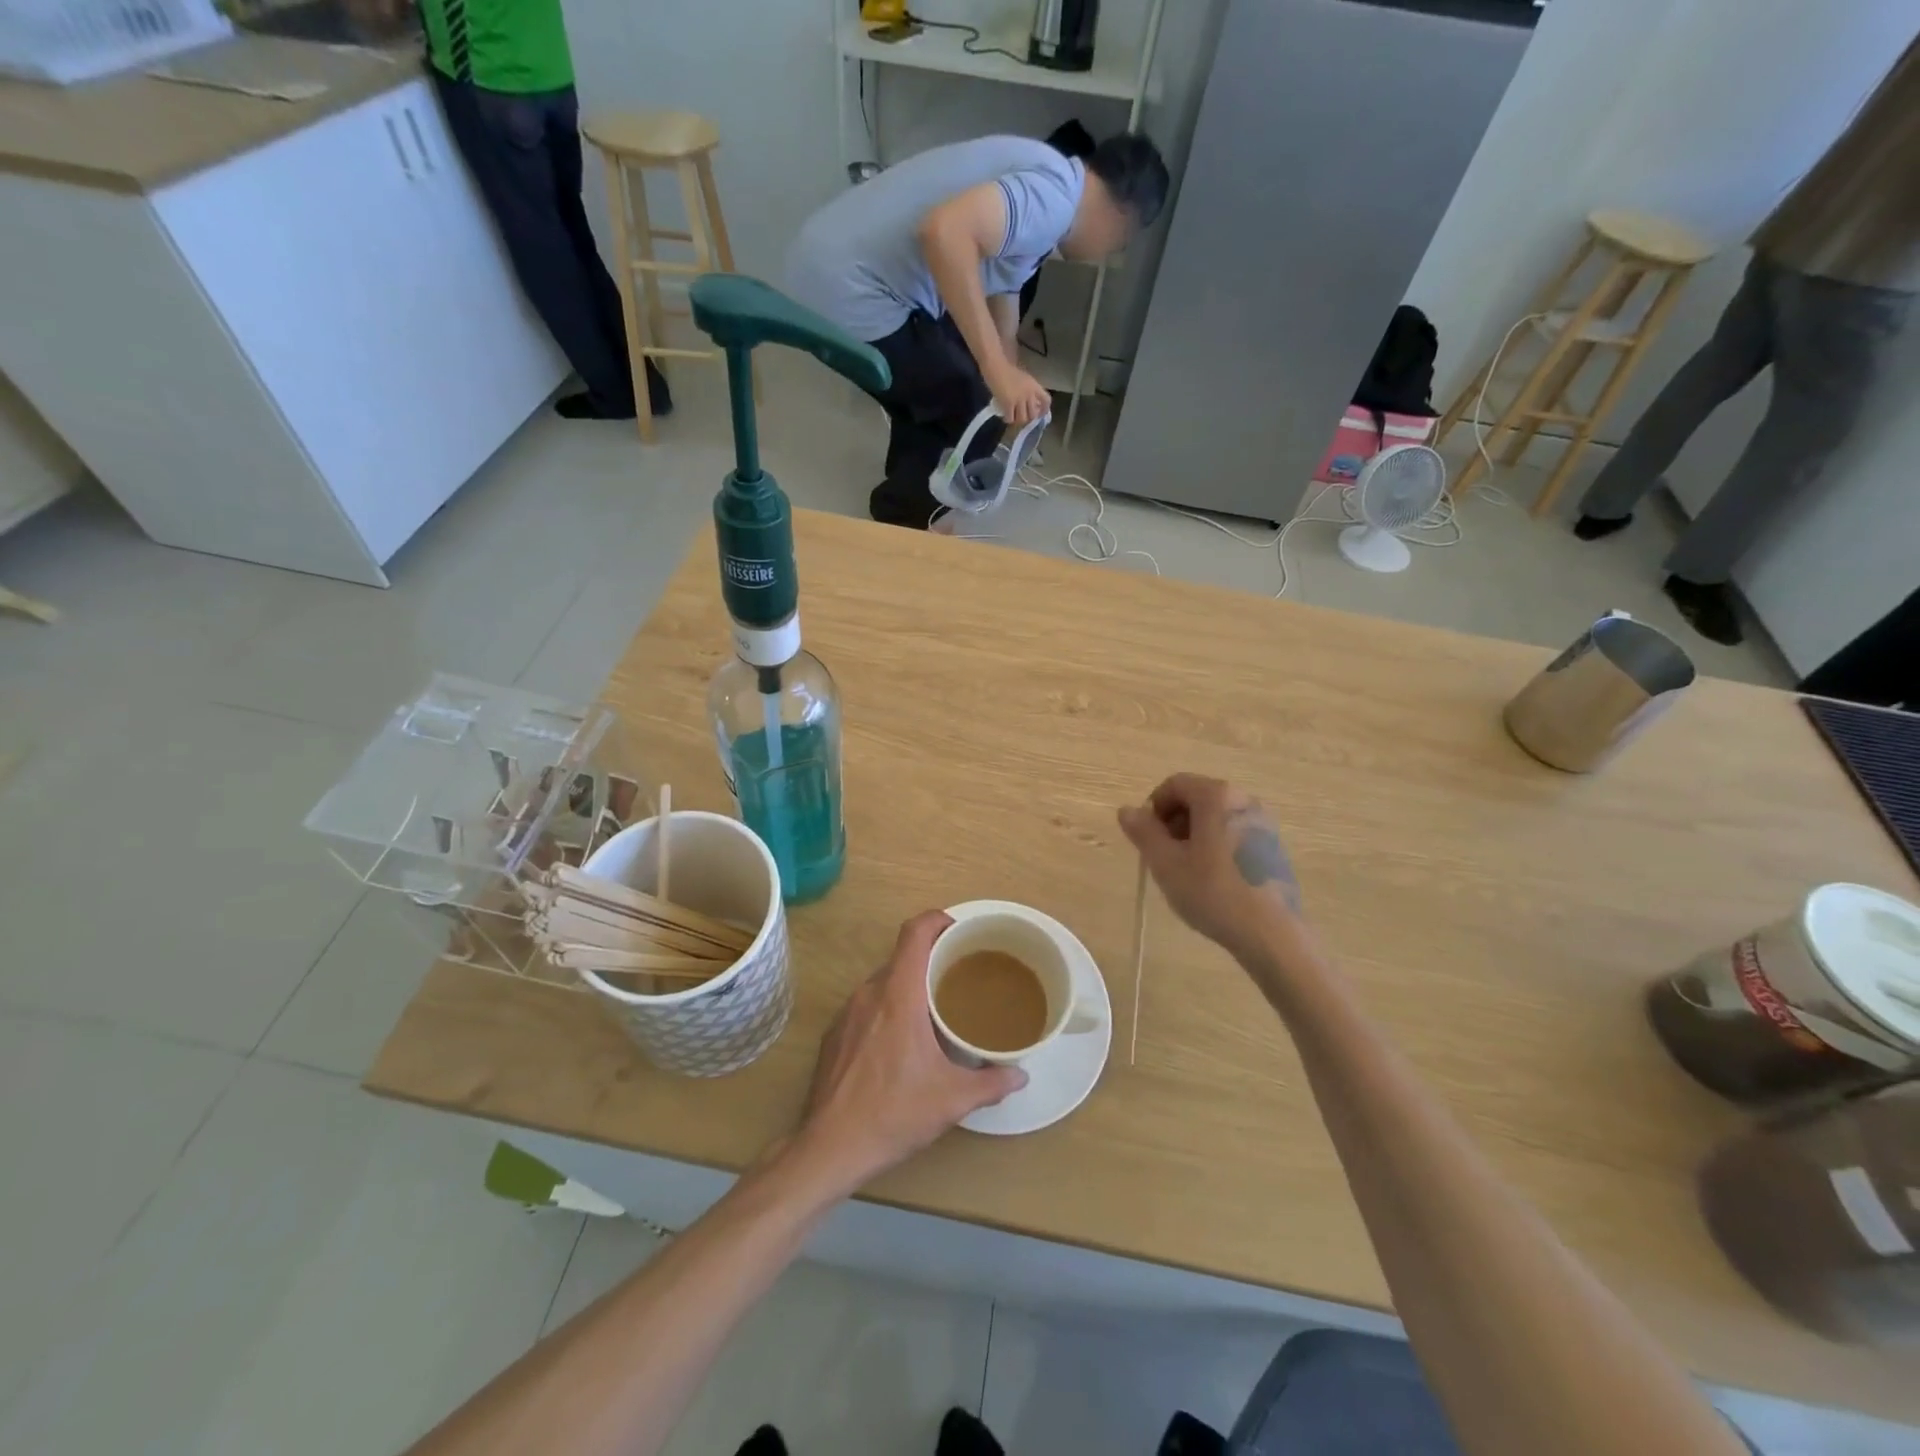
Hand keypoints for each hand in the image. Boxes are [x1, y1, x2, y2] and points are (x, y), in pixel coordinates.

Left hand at [793, 912, 1025, 1193]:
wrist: (829, 1148)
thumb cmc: (893, 1113)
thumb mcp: (951, 1099)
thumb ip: (991, 1082)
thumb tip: (1021, 1074)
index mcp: (899, 994)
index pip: (914, 932)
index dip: (937, 920)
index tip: (959, 931)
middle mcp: (869, 993)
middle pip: (901, 957)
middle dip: (930, 960)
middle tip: (959, 977)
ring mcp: (847, 1013)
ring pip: (883, 982)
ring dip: (908, 987)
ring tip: (934, 1010)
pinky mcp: (834, 1035)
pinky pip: (866, 1006)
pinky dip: (887, 1009)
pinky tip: (901, 1043)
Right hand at [988, 364, 1051, 427]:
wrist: (996, 367)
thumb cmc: (1008, 370)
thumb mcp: (1024, 379)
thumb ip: (1030, 390)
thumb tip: (1032, 404)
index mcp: (1034, 386)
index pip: (1046, 400)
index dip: (1044, 410)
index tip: (1039, 414)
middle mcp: (1029, 394)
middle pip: (1033, 414)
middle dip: (1028, 418)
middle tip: (1022, 416)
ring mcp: (1018, 399)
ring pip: (1022, 419)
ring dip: (1018, 420)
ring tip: (1013, 417)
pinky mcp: (1008, 404)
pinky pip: (1010, 418)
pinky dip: (1008, 419)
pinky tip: (1005, 416)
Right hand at [1118, 774, 1305, 961]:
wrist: (1273, 935)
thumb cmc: (1213, 892)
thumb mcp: (1166, 863)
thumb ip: (1143, 832)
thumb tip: (1127, 810)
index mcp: (1217, 796)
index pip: (1174, 785)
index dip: (1154, 809)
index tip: (1148, 840)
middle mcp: (1244, 800)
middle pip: (1196, 799)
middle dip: (1174, 823)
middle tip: (1165, 857)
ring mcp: (1263, 823)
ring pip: (1216, 818)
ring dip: (1194, 837)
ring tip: (1188, 873)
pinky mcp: (1274, 847)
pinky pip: (1235, 834)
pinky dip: (1217, 847)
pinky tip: (1215, 882)